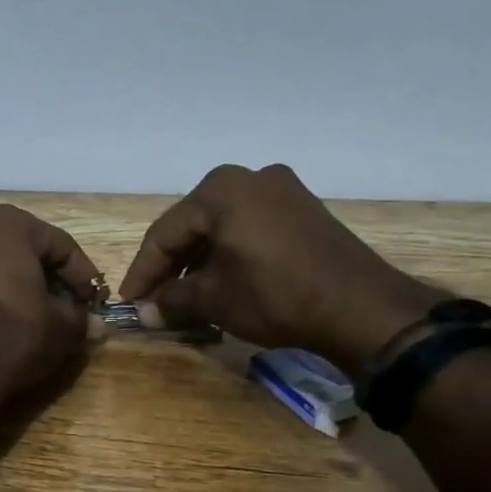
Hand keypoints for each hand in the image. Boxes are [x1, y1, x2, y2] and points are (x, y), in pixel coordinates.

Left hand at [0, 204, 103, 403]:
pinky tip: (3, 322)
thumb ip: (81, 318)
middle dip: (48, 278)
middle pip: (23, 251)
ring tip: (37, 317)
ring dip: (17, 286)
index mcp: (8, 225)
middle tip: (68, 307)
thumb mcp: (63, 328)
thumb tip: (96, 325)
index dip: (82, 275)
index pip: (59, 245)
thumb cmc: (14, 335)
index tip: (95, 300)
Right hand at [117, 164, 442, 371]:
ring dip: (199, 262)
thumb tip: (144, 313)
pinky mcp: (304, 211)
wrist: (362, 308)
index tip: (128, 302)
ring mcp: (282, 191)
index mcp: (220, 190)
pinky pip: (250, 230)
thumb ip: (172, 300)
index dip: (143, 272)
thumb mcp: (214, 299)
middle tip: (153, 300)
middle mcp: (250, 178)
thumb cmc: (275, 295)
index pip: (165, 234)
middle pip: (193, 226)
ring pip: (222, 228)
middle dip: (171, 266)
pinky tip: (221, 282)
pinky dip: (229, 255)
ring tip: (184, 297)